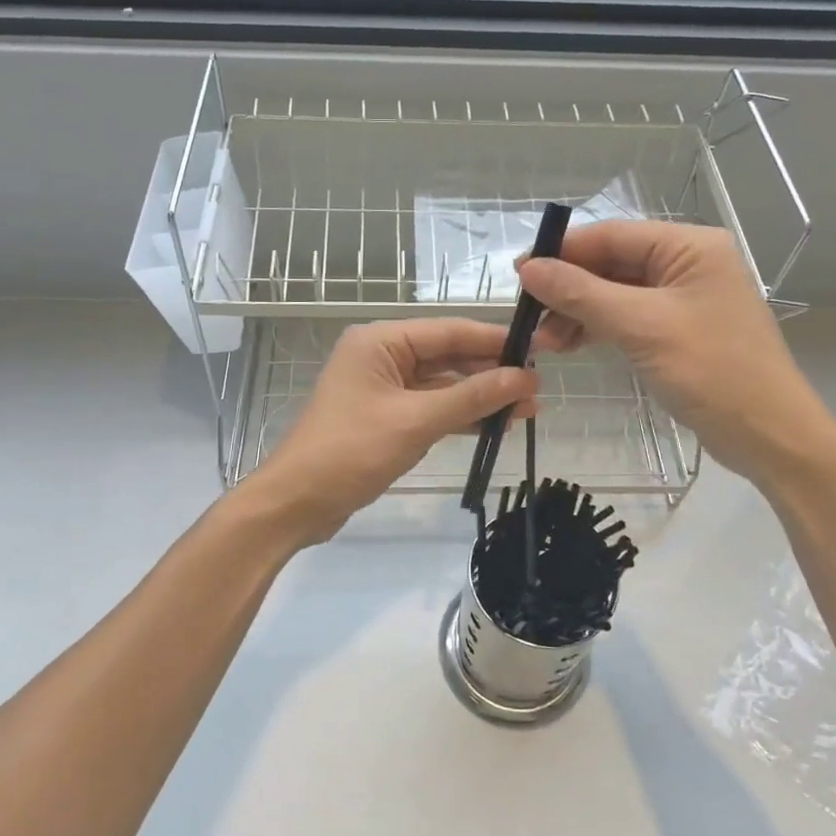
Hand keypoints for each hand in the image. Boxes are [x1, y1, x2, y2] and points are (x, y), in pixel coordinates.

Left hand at [244, 319, 537, 544]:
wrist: (296, 503)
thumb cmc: (351, 452)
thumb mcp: (416, 421)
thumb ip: (472, 397)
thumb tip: (526, 378)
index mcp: (380, 341)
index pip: (449, 331)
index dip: (494, 341)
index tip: (539, 349)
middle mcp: (381, 356)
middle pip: (447, 356)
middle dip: (491, 372)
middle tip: (538, 387)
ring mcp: (382, 388)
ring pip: (442, 385)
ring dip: (480, 397)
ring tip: (528, 410)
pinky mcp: (385, 418)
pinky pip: (430, 408)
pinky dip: (459, 415)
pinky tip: (494, 425)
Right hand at [516, 221, 835, 480]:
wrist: (770, 437)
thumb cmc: (712, 372)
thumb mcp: (641, 327)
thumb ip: (582, 293)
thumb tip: (529, 268)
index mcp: (690, 247)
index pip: (612, 235)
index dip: (563, 252)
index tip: (519, 273)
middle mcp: (688, 264)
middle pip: (612, 264)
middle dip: (568, 289)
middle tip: (528, 316)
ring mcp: (684, 299)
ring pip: (615, 293)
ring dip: (578, 313)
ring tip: (544, 341)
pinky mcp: (678, 331)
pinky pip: (628, 318)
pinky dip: (598, 329)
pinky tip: (569, 345)